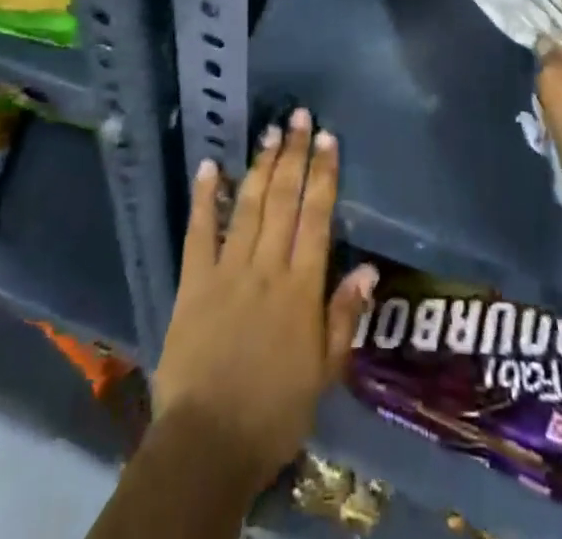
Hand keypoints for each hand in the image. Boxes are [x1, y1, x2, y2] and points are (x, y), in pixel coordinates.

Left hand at [151, 110, 378, 497]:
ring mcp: (228, 270)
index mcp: (301, 288)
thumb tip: (368, 267)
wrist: (209, 443)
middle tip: (298, 117)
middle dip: (293, 155)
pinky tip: (209, 165)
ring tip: (270, 132)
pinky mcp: (194, 281)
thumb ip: (344, 317)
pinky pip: (200, 231)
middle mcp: (267, 267)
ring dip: (260, 166)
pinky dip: (204, 197)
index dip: (323, 175)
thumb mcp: (324, 374)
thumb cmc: (274, 412)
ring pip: (249, 206)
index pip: (316, 218)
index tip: (326, 138)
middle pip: (284, 200)